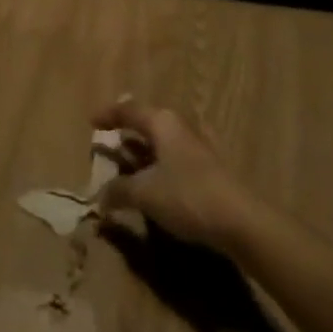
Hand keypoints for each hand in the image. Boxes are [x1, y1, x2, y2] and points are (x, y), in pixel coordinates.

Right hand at [95, 101, 262, 255]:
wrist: (241, 221)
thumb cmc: (186, 195)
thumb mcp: (144, 193)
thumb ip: (118, 190)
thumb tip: (100, 197)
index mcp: (162, 122)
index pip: (129, 110)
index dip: (108, 115)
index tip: (91, 122)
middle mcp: (180, 128)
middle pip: (147, 125)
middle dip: (126, 135)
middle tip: (107, 147)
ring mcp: (198, 149)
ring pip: (162, 144)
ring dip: (141, 155)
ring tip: (124, 169)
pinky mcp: (209, 170)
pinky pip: (173, 161)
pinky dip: (157, 169)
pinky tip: (151, 186)